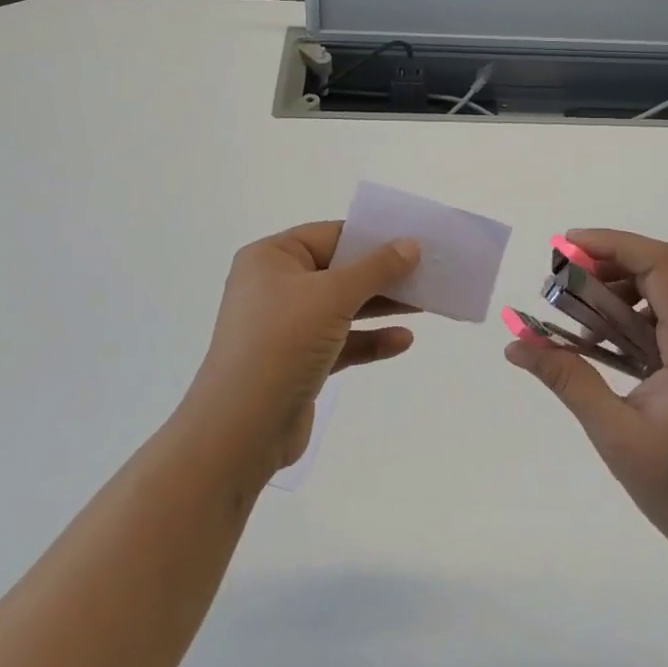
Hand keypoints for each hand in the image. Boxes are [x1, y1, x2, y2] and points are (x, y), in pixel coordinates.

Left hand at [186, 222, 420, 476]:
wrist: (241, 430)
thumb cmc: (282, 343)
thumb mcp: (333, 296)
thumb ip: (376, 268)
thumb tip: (410, 244)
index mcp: (271, 258)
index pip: (329, 236)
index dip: (371, 237)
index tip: (412, 240)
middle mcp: (275, 287)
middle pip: (338, 271)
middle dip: (382, 274)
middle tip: (426, 273)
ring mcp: (285, 327)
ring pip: (342, 307)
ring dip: (381, 306)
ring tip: (424, 304)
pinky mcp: (297, 362)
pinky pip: (340, 342)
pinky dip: (369, 340)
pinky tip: (402, 341)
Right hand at [505, 229, 667, 582]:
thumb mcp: (615, 433)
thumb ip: (567, 379)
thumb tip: (515, 344)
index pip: (659, 264)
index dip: (612, 244)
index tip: (565, 248)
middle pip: (661, 270)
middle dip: (607, 267)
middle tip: (560, 285)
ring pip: (666, 291)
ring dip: (620, 293)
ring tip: (579, 322)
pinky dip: (636, 317)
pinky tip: (606, 344)